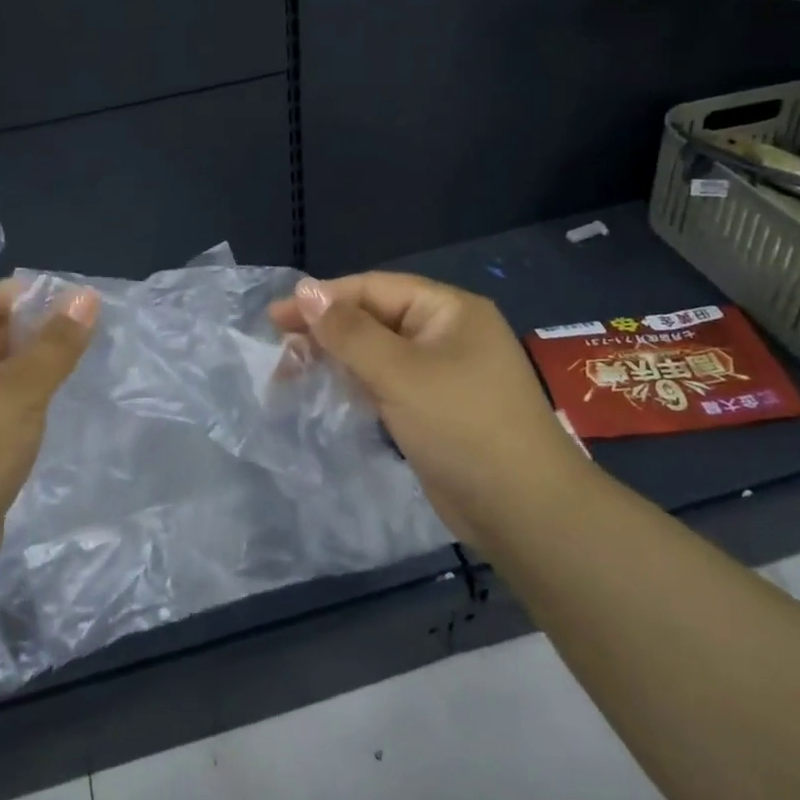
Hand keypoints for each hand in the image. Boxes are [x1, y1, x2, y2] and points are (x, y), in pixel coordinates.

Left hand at [0, 279, 98, 581]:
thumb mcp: (21, 389)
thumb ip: (56, 344)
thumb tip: (86, 295)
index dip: (21, 292)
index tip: (67, 294)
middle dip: (30, 326)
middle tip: (79, 326)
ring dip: (28, 363)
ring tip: (72, 359)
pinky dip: (21, 398)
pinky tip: (47, 405)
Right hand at [270, 272, 582, 541]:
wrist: (523, 511)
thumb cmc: (462, 426)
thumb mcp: (399, 373)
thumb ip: (348, 331)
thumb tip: (304, 290)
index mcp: (448, 310)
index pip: (374, 289)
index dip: (323, 299)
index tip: (275, 316)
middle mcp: (446, 334)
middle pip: (373, 318)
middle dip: (326, 331)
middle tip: (280, 350)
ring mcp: (442, 373)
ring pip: (376, 353)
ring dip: (336, 359)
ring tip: (291, 373)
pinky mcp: (434, 408)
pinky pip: (386, 383)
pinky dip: (355, 385)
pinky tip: (327, 393)